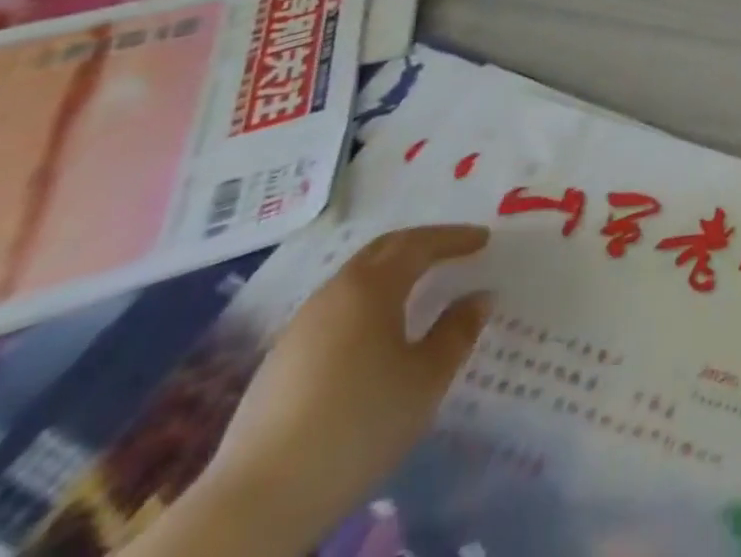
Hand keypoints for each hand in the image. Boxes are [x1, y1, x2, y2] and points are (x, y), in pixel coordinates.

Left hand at [200, 225, 492, 546]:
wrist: (257, 503)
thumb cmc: (359, 424)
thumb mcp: (426, 379)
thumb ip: (458, 331)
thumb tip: (479, 297)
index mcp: (372, 287)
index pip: (420, 244)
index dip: (454, 238)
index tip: (483, 239)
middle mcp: (333, 294)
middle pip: (382, 251)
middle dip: (420, 244)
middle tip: (452, 248)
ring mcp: (299, 328)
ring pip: (354, 280)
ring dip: (390, 273)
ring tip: (417, 287)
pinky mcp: (278, 363)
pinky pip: (335, 311)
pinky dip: (366, 303)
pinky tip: (374, 333)